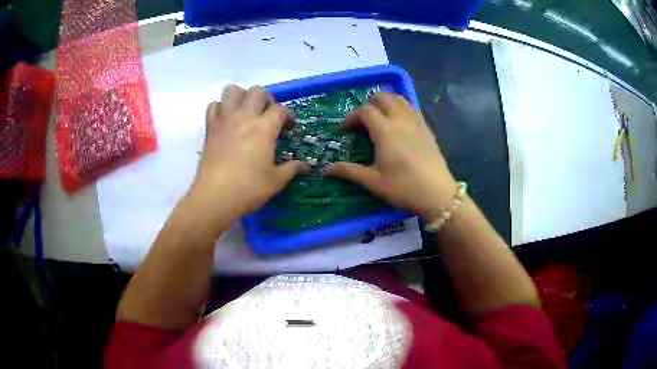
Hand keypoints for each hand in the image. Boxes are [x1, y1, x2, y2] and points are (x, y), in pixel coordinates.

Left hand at [184, 85, 307, 236]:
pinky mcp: (210, 128)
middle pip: (258, 92)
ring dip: (242, 96)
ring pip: (232, 91)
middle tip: (268, 114)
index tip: (289, 125)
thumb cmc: (248, 189)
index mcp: (264, 128)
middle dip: (267, 99)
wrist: (215, 197)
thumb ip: (292, 169)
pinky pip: (214, 106)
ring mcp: (225, 120)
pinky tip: (226, 120)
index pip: (280, 109)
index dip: (288, 115)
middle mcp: (245, 117)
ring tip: (246, 111)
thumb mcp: (276, 180)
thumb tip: (306, 166)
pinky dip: (221, 108)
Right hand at [328, 92, 456, 217]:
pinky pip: (411, 108)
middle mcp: (401, 120)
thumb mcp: (374, 182)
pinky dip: (400, 107)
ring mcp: (416, 122)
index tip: (344, 130)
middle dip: (368, 104)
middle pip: (383, 97)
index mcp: (385, 131)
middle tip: (361, 121)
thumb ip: (350, 171)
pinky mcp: (427, 128)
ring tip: (378, 117)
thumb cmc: (404, 188)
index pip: (365, 111)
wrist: (438, 194)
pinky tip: (398, 123)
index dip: (351, 117)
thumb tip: (327, 169)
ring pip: (399, 99)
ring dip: (385, 102)